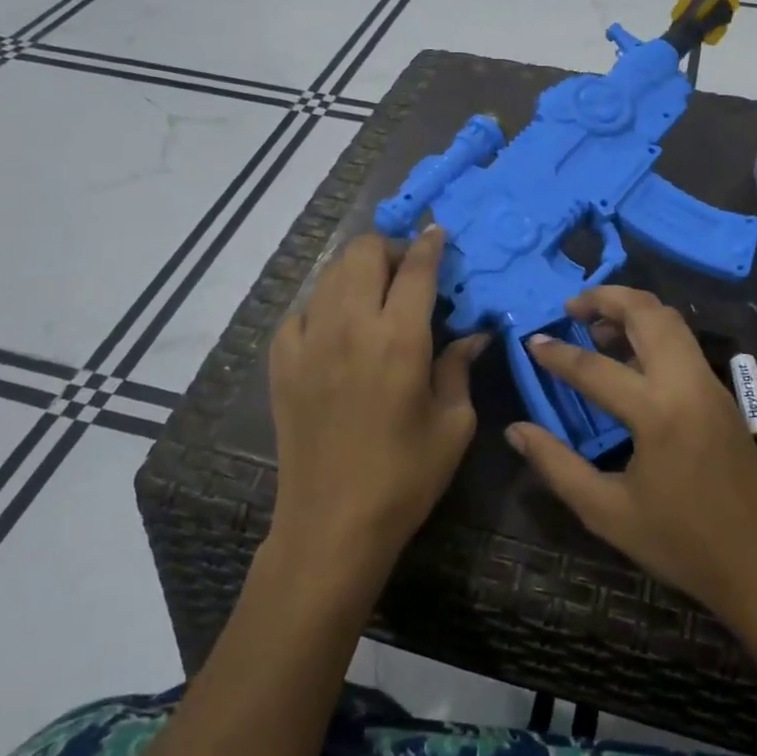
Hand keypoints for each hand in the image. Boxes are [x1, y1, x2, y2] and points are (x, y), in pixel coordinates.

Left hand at [268, 228, 486, 570]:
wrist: (332, 524)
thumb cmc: (405, 476)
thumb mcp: (453, 424)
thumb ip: (460, 368)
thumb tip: (474, 335)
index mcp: (399, 338)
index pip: (415, 268)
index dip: (428, 243)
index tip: (436, 232)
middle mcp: (350, 326)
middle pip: (362, 253)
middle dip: (388, 247)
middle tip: (407, 268)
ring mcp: (309, 341)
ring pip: (330, 274)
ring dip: (356, 270)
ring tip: (374, 291)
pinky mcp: (282, 362)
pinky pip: (302, 310)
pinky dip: (324, 304)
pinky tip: (337, 325)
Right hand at [506, 287, 756, 628]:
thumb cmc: (683, 544)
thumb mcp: (608, 513)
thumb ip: (557, 466)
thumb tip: (516, 430)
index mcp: (658, 412)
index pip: (595, 367)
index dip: (557, 354)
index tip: (531, 341)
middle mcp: (687, 383)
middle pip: (647, 312)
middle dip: (606, 298)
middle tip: (571, 307)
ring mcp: (710, 384)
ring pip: (671, 320)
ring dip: (632, 310)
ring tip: (596, 326)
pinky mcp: (722, 394)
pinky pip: (683, 343)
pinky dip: (652, 331)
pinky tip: (629, 359)